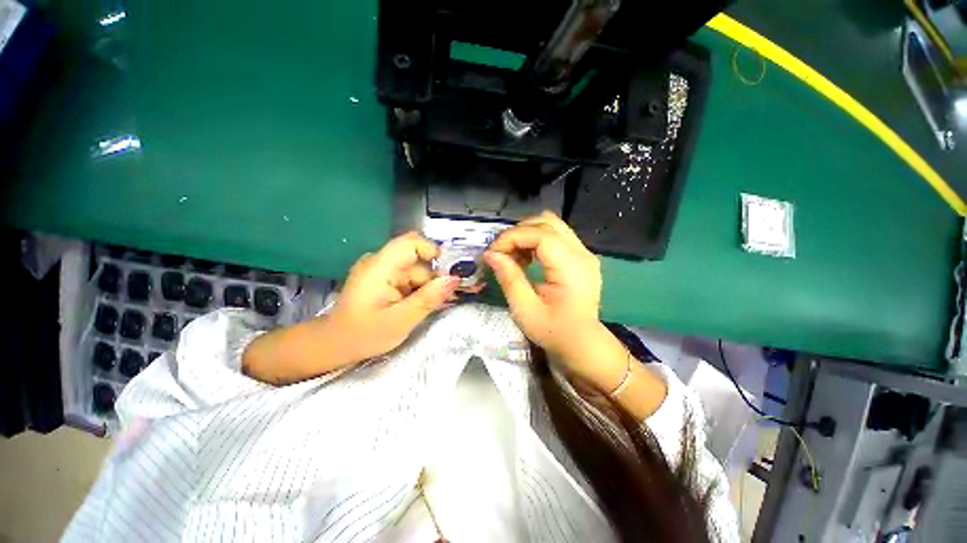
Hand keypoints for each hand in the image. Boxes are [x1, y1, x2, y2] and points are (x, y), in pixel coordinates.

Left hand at [242, 232, 458, 384]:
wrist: (333, 345)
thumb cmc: (363, 335)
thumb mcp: (401, 321)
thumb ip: (428, 298)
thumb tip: (454, 279)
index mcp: (380, 267)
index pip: (412, 242)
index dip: (434, 252)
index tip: (448, 272)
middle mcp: (380, 262)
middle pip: (417, 260)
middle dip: (433, 278)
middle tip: (443, 300)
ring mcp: (381, 270)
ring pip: (415, 270)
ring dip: (426, 287)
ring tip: (427, 308)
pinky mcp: (382, 278)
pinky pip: (408, 278)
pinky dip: (417, 290)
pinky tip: (417, 306)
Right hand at [486, 212, 668, 416]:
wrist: (582, 344)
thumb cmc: (554, 332)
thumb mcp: (525, 310)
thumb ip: (509, 278)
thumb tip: (490, 254)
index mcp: (571, 267)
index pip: (540, 234)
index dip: (512, 237)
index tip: (493, 253)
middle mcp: (581, 253)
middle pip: (547, 222)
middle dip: (518, 232)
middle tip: (501, 253)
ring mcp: (583, 253)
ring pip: (551, 225)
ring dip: (526, 235)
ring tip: (512, 256)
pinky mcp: (579, 257)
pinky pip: (555, 236)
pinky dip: (535, 241)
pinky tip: (525, 259)